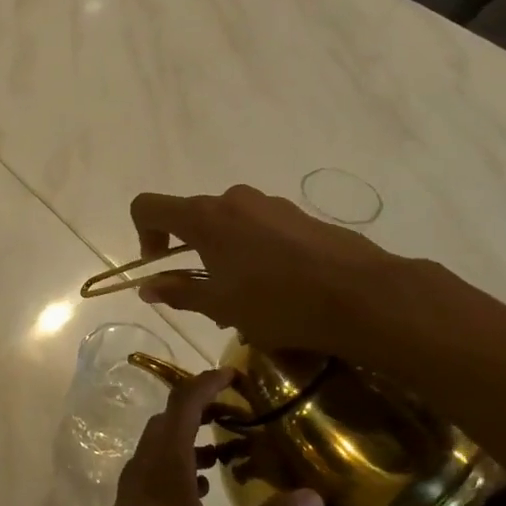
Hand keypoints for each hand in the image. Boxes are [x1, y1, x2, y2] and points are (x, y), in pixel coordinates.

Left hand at [73, 369, 323, 505]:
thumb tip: (313, 496)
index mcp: (165, 466)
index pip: (183, 405)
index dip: (207, 384)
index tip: (233, 374)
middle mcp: (144, 469)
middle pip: (169, 421)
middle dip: (201, 409)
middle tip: (238, 413)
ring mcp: (132, 490)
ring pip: (160, 448)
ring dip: (192, 440)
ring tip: (229, 452)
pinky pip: (156, 472)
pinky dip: (180, 466)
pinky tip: (204, 491)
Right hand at [128, 184, 425, 359]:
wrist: (362, 295)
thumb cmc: (278, 303)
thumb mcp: (220, 306)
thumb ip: (179, 292)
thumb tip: (148, 287)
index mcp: (204, 217)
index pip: (148, 207)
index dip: (143, 234)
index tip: (161, 267)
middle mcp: (232, 199)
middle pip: (192, 217)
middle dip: (190, 252)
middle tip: (208, 294)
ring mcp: (269, 204)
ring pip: (228, 224)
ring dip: (223, 254)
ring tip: (247, 297)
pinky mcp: (298, 215)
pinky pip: (260, 228)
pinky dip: (254, 251)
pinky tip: (280, 288)